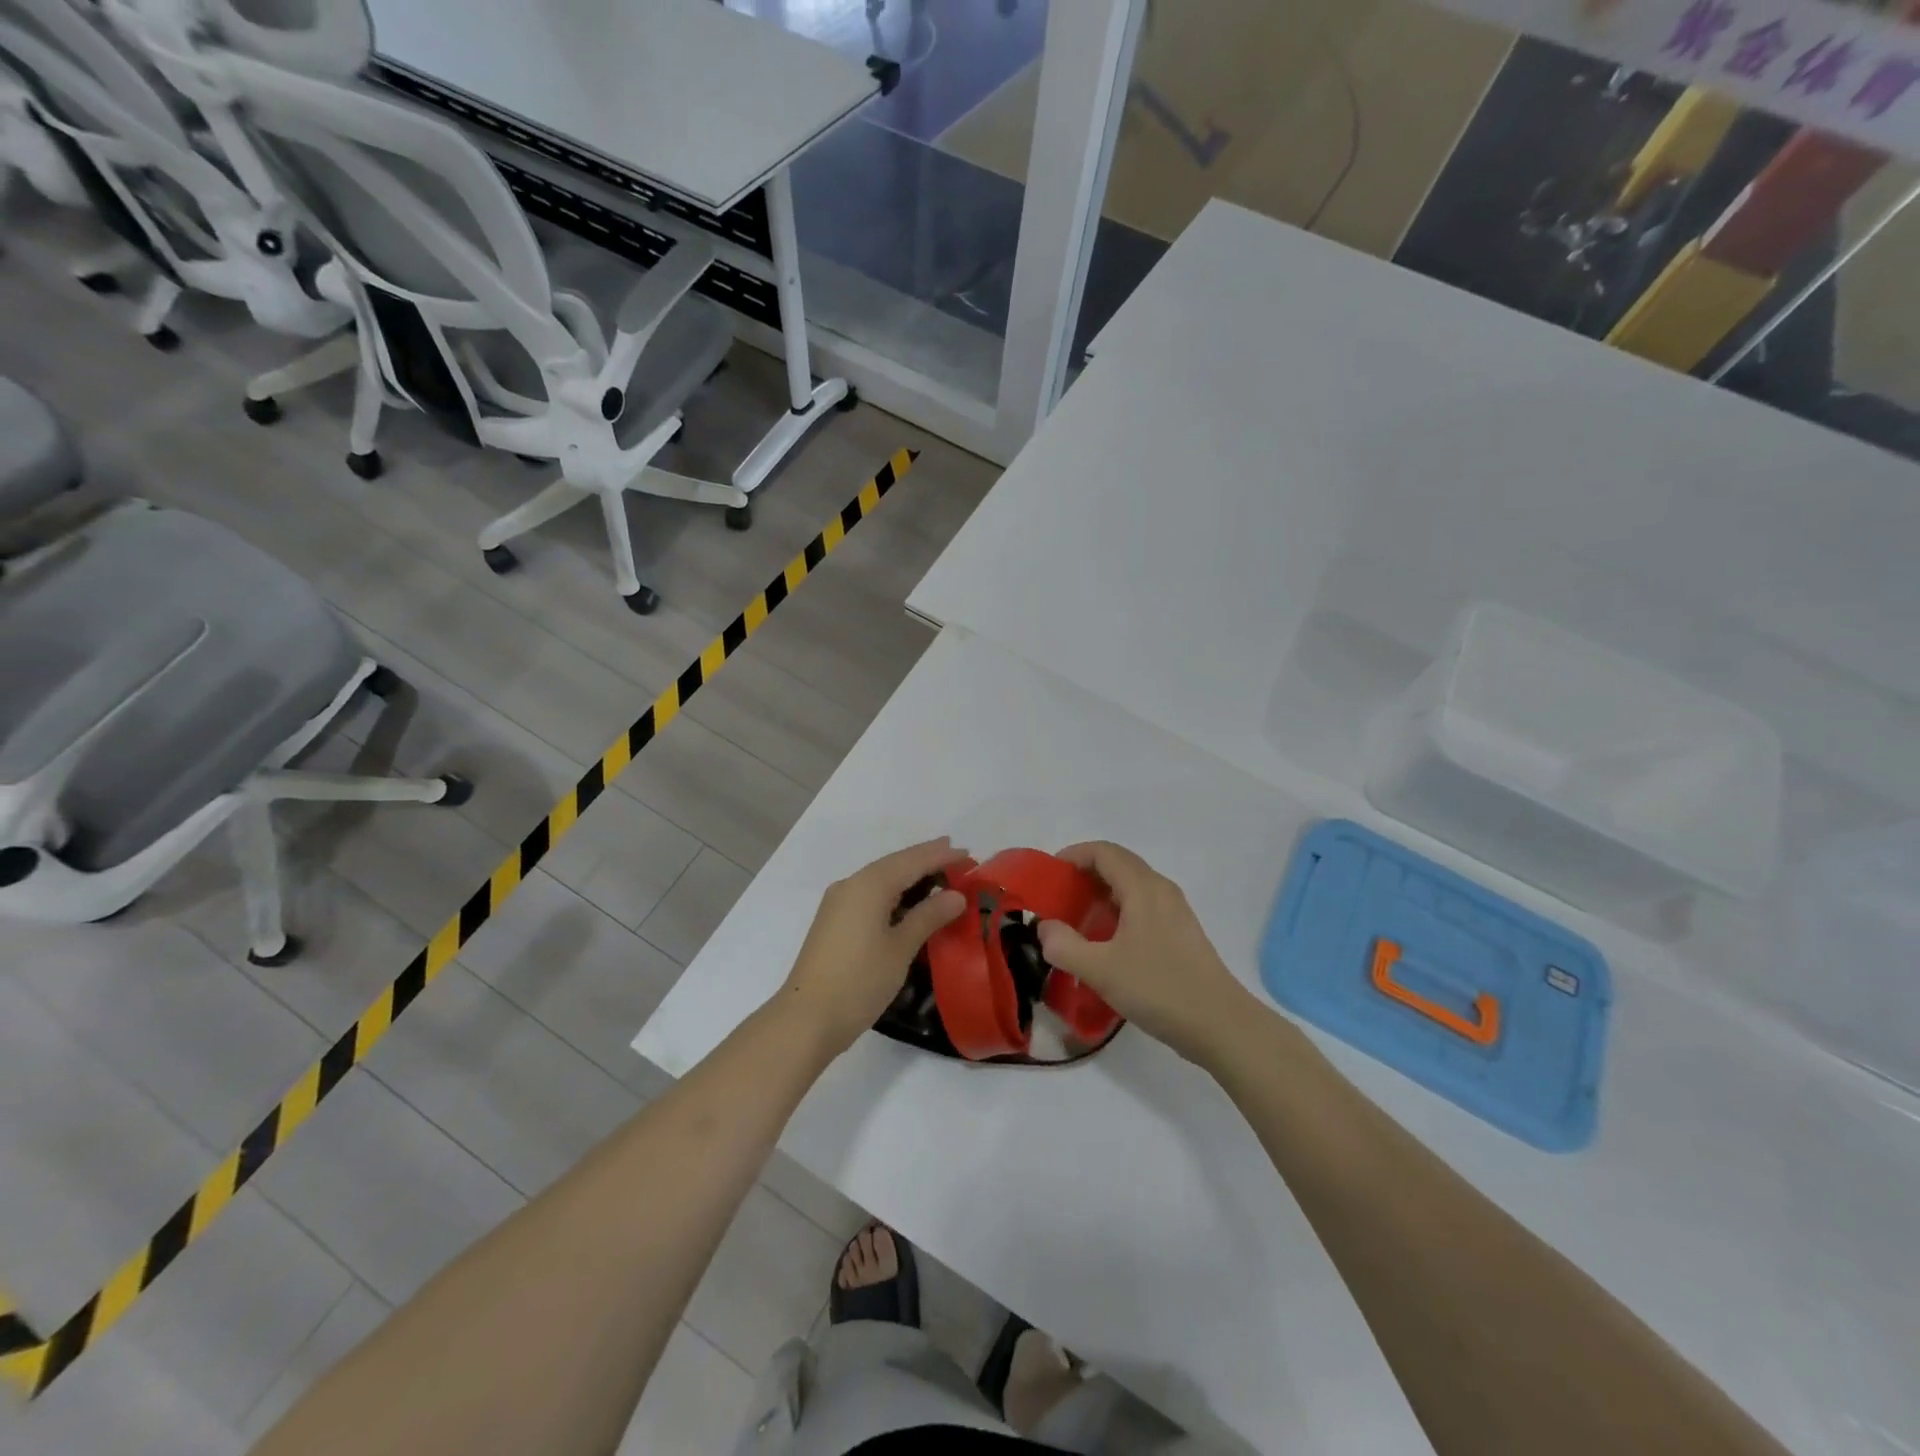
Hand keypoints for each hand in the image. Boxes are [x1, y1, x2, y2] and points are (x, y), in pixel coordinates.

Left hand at [776, 838, 968, 1057]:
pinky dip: (893, 891)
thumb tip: (955, 895)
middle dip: (925, 859)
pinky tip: (908, 900)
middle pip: (894, 864)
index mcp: (869, 885)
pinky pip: (870, 894)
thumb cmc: (859, 981)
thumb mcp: (900, 948)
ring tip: (938, 874)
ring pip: (880, 878)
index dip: (940, 855)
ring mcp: (838, 903)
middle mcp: (851, 885)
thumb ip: (928, 916)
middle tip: (957, 856)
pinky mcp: (834, 921)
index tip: (967, 852)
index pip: (912, 861)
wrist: (806, 1019)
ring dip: (909, 874)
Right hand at [1036, 842, 1256, 1064]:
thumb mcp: (1100, 970)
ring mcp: (1175, 911)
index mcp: (1143, 888)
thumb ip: (1063, 946)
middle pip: (1119, 865)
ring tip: (1078, 923)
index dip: (1073, 855)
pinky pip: (1143, 907)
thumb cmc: (1159, 989)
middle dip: (1085, 875)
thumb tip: (1045, 928)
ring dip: (1102, 895)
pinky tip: (1107, 945)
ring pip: (1132, 887)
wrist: (1221, 1025)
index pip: (1104, 852)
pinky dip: (1119, 912)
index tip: (1049, 875)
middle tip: (1058, 899)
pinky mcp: (1181, 934)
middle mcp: (1161, 890)